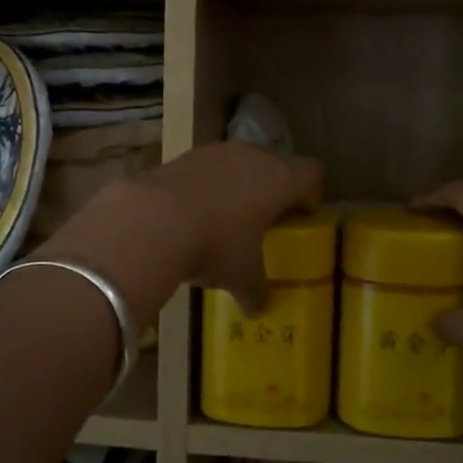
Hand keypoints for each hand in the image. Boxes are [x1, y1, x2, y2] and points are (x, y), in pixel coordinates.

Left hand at [43, 143, 321, 322]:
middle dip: (272, 188)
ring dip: (236, 184)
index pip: (311, 173)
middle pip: (274, 163)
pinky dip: (205, 186)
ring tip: (224, 218)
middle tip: (264, 219)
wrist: (152, 220)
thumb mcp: (242, 277)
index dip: (311, 193)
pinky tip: (191, 214)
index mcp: (279, 180)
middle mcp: (252, 156)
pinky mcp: (182, 156)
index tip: (302, 215)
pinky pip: (205, 169)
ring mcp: (215, 152)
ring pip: (237, 163)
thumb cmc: (215, 246)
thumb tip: (259, 310)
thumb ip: (256, 292)